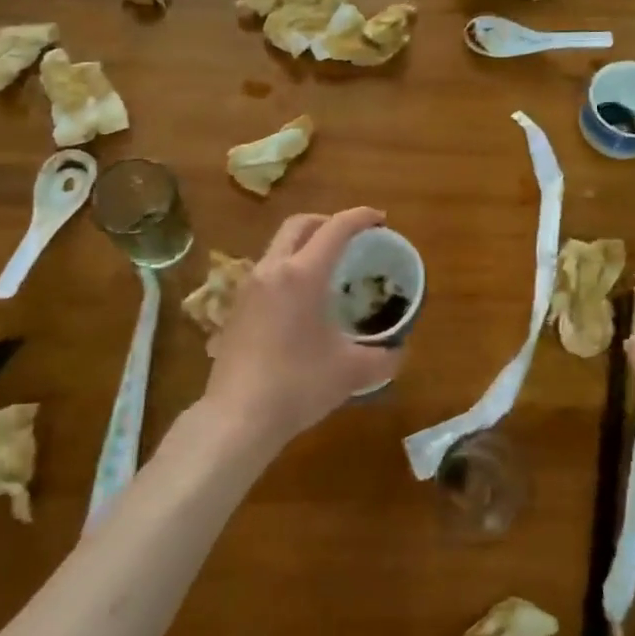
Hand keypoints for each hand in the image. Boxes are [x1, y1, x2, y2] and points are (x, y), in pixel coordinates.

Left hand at [202, 207, 402, 446]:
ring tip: (327, 269)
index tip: (381, 220)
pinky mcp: (235, 309)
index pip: (336, 229)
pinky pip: (266, 272)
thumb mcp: (352, 372)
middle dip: (328, 222)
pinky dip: (288, 270)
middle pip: (299, 225)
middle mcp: (272, 270)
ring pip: (278, 247)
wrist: (237, 418)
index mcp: (303, 275)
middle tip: (352, 238)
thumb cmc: (299, 385)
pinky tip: (300, 302)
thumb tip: (399, 351)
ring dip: (304, 246)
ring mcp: (248, 289)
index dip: (361, 217)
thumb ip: (384, 357)